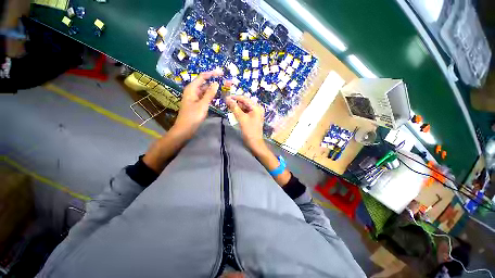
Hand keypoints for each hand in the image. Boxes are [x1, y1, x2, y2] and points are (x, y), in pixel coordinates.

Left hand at [172, 71, 220, 138]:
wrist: (185, 129)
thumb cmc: (193, 116)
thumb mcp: (203, 105)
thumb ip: (209, 94)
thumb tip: (216, 83)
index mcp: (191, 89)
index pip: (202, 77)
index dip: (212, 74)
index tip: (221, 73)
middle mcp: (192, 91)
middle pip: (204, 83)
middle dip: (214, 81)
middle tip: (225, 82)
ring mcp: (194, 98)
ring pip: (205, 90)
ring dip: (213, 89)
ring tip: (223, 88)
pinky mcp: (197, 104)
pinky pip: (204, 97)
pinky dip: (210, 96)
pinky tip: (217, 96)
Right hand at [225, 95, 266, 153]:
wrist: (255, 143)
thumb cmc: (249, 131)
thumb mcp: (241, 118)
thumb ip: (234, 108)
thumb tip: (227, 98)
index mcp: (256, 107)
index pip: (244, 98)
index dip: (235, 97)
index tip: (226, 97)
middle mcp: (257, 108)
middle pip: (245, 103)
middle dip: (236, 103)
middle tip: (226, 104)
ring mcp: (256, 113)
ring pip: (245, 107)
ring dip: (237, 108)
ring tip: (229, 109)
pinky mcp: (254, 118)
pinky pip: (246, 112)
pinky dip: (240, 112)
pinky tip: (234, 114)